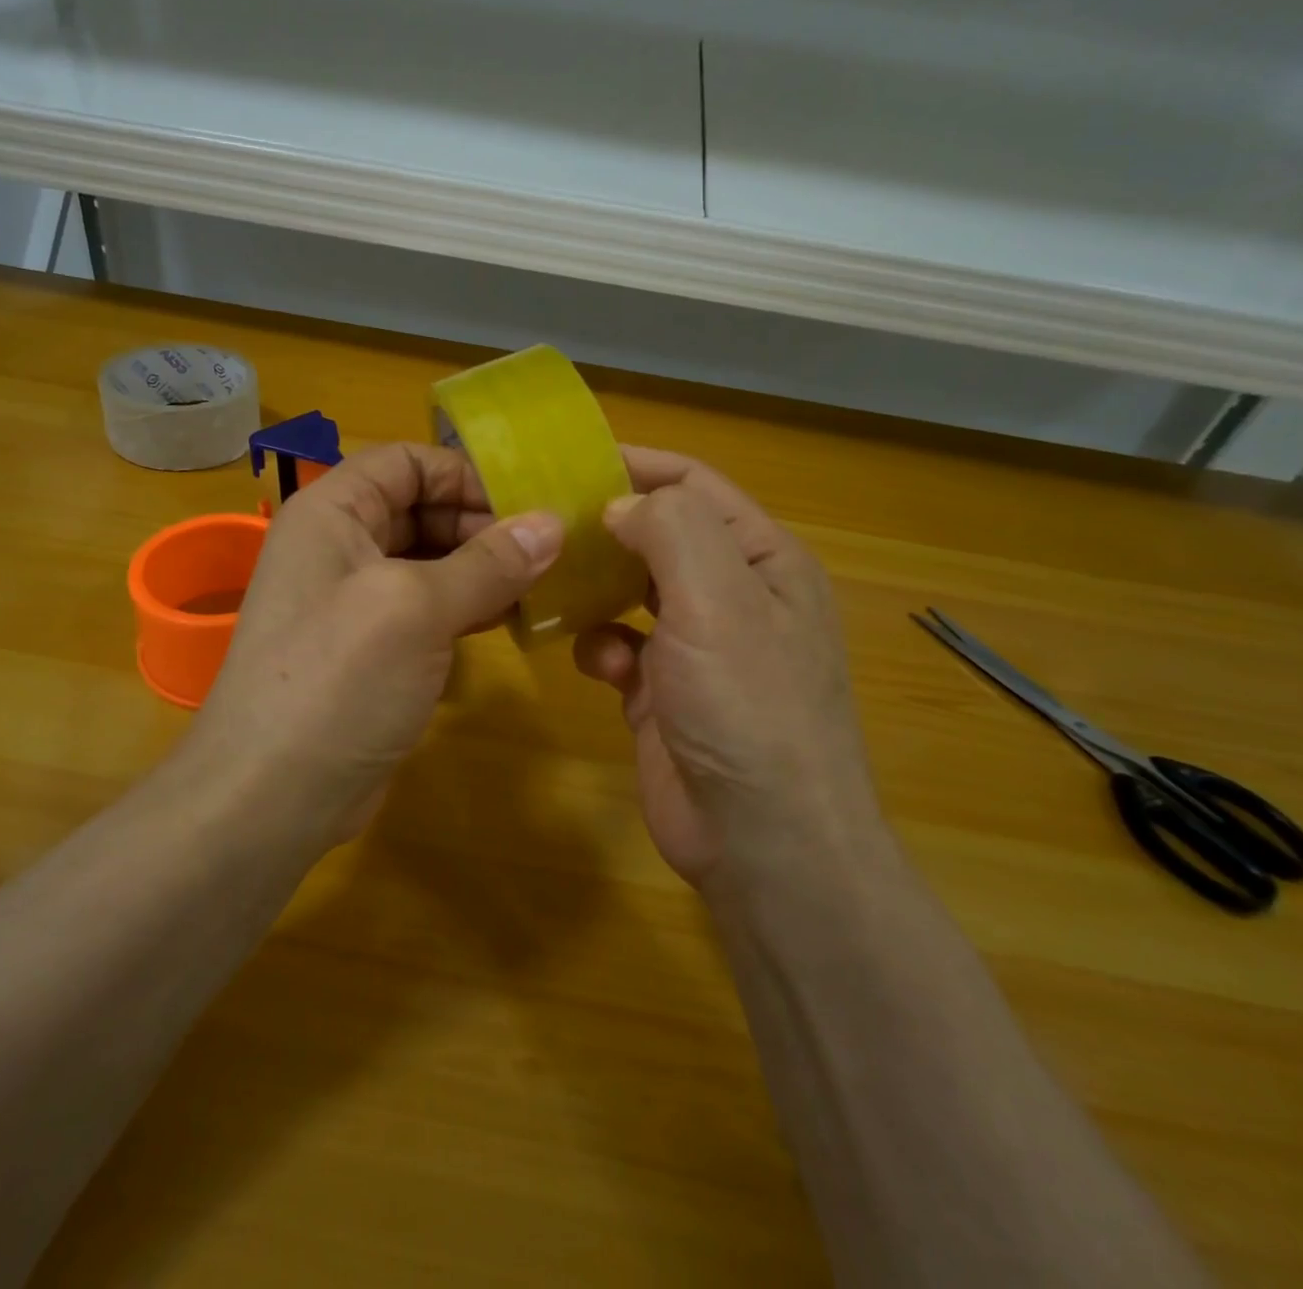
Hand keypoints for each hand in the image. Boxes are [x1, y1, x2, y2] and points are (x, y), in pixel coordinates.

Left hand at [187, 442, 562, 845]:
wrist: (270, 797)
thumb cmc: (336, 681)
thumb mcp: (416, 609)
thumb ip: (487, 563)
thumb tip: (553, 524)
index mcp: (332, 513)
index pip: (405, 462)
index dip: (464, 474)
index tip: (525, 504)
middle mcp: (338, 548)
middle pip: (420, 509)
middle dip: (481, 525)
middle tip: (547, 551)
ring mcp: (352, 603)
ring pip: (428, 563)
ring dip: (481, 569)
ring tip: (542, 586)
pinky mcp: (370, 652)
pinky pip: (425, 610)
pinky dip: (466, 608)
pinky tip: (508, 622)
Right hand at [573, 446, 880, 890]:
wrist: (761, 840)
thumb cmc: (749, 707)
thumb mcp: (719, 599)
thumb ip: (670, 530)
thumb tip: (620, 508)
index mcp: (761, 561)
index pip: (693, 487)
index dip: (636, 466)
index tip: (567, 461)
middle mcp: (732, 596)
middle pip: (659, 537)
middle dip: (605, 528)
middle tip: (541, 522)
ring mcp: (698, 648)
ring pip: (632, 592)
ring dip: (596, 588)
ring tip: (552, 585)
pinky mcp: (665, 694)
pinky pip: (622, 648)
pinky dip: (603, 648)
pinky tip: (598, 666)